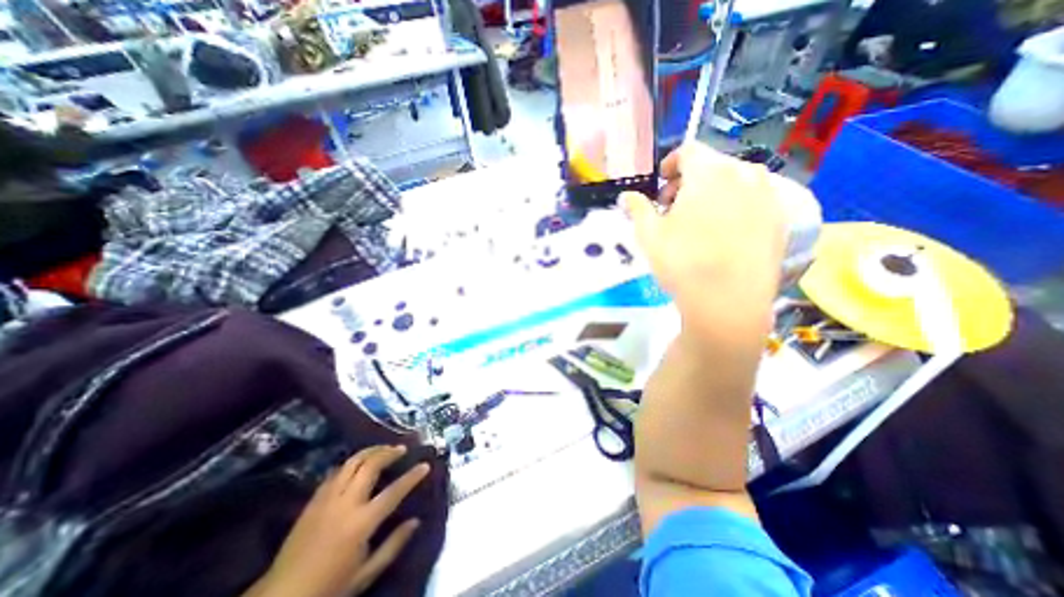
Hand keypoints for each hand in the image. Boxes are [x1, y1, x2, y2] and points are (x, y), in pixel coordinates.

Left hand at [248, 444, 427, 596]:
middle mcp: (346, 503)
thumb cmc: (329, 587)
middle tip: (402, 448)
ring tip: (383, 449)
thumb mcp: (366, 573)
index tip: (425, 465)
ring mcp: (327, 499)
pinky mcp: (313, 500)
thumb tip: (416, 521)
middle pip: (371, 465)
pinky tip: (358, 464)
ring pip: (352, 462)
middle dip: (389, 452)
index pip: (394, 491)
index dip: (412, 476)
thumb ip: (393, 545)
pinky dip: (351, 463)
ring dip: (371, 451)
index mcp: (362, 522)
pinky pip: (336, 472)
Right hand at [620, 142, 783, 333]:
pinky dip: (735, 207)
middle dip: (688, 181)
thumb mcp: (649, 234)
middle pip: (712, 165)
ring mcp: (768, 196)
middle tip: (673, 208)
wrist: (727, 301)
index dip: (670, 165)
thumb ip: (637, 208)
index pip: (688, 151)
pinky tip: (723, 235)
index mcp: (709, 172)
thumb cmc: (682, 262)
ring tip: (698, 221)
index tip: (660, 186)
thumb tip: (626, 195)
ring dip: (713, 193)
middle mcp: (744, 174)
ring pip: (735, 182)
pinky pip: (754, 201)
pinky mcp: (780, 220)